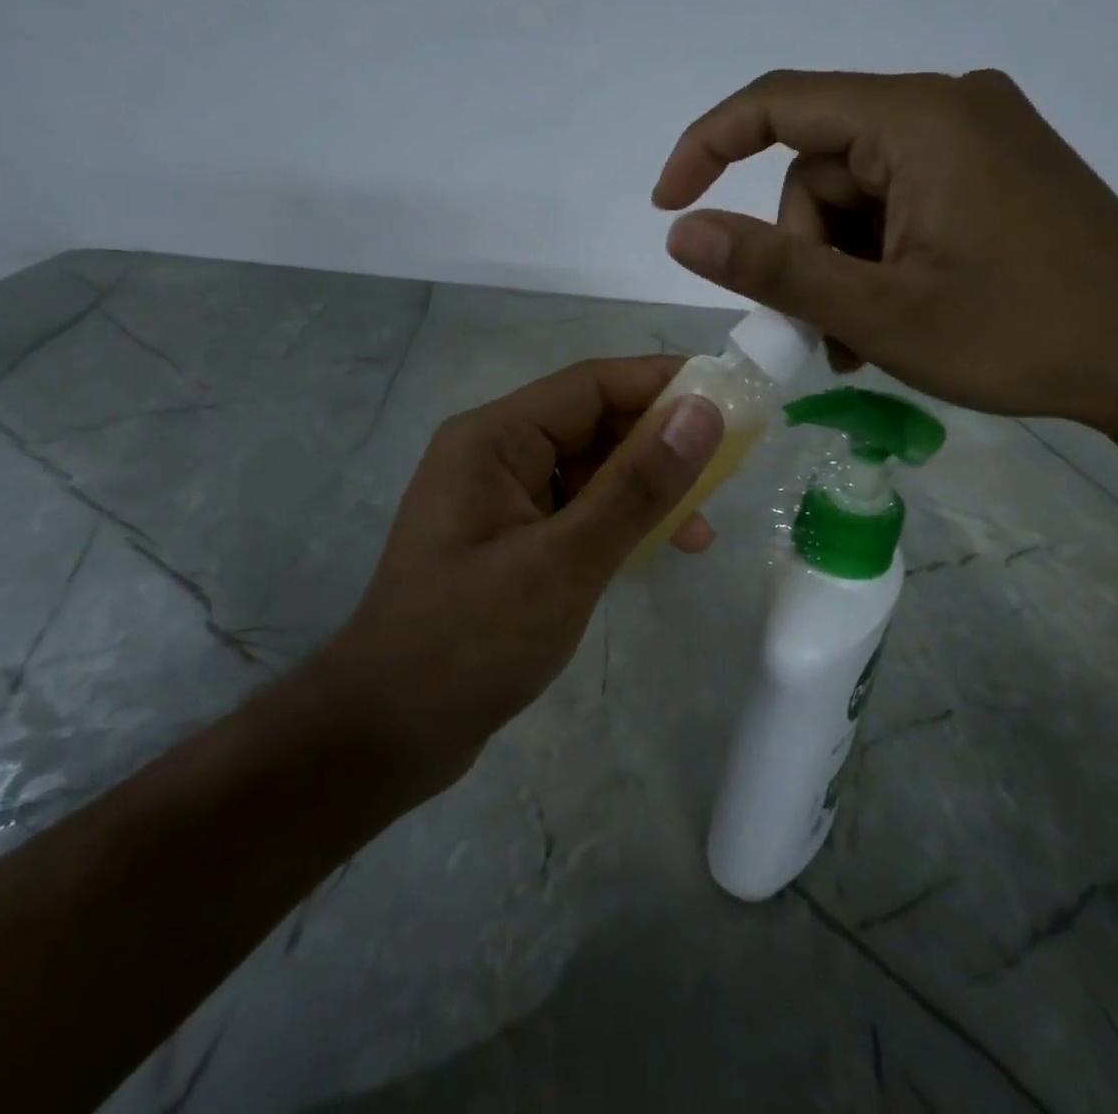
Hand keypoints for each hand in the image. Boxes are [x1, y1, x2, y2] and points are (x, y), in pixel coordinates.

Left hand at [312, 357, 723, 783]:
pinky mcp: (509, 543)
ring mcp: (499, 501)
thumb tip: (703, 411)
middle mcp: (494, 456)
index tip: (731, 398)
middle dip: (660, 443)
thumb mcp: (565, 561)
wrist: (385, 735)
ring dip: (644, 491)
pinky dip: (617, 524)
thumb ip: (636, 485)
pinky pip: (575, 512)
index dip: (664, 383)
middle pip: (592, 425)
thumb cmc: (470, 642)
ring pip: (588, 472)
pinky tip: (656, 551)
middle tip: (728, 469)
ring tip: (701, 530)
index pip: (592, 385)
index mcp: (494, 438)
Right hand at [652, 69, 1117, 437]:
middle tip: (818, 332)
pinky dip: (879, 259)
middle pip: (821, 169)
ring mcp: (978, 140)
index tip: (666, 205)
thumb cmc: (1020, 334)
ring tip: (860, 341)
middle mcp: (948, 107)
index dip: (707, 146)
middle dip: (803, 251)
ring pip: (859, 196)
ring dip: (841, 267)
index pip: (779, 103)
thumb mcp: (877, 311)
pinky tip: (895, 317)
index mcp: (918, 119)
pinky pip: (902, 204)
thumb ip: (773, 267)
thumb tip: (681, 232)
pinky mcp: (997, 175)